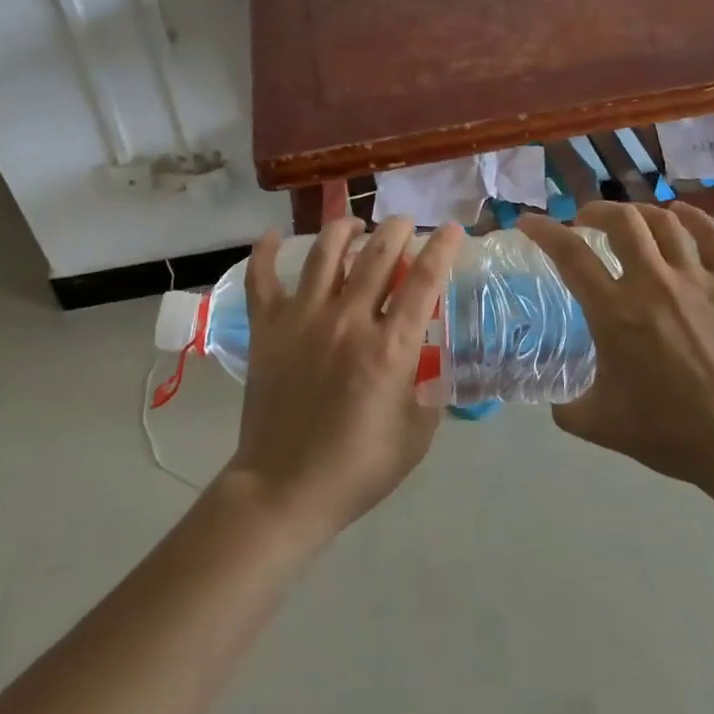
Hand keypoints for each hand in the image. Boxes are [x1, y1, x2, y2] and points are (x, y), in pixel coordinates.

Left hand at [224, 215, 464, 538]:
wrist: (285, 489)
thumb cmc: (358, 467)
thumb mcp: (417, 433)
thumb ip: (430, 388)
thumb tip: (432, 357)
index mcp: (390, 347)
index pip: (424, 280)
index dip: (441, 248)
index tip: (451, 229)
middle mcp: (348, 320)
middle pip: (378, 254)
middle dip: (396, 229)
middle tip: (403, 224)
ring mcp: (303, 319)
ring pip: (326, 253)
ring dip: (344, 229)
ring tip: (354, 225)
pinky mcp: (267, 328)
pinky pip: (262, 278)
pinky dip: (266, 252)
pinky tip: (274, 236)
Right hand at [517, 203, 713, 488]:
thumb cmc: (668, 432)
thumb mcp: (600, 424)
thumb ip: (567, 408)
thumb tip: (556, 401)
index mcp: (614, 312)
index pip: (570, 254)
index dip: (544, 231)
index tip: (528, 222)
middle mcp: (652, 283)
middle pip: (621, 220)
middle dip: (596, 211)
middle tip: (585, 221)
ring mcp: (696, 279)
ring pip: (664, 221)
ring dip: (639, 213)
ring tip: (629, 220)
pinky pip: (712, 235)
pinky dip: (693, 217)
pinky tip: (681, 214)